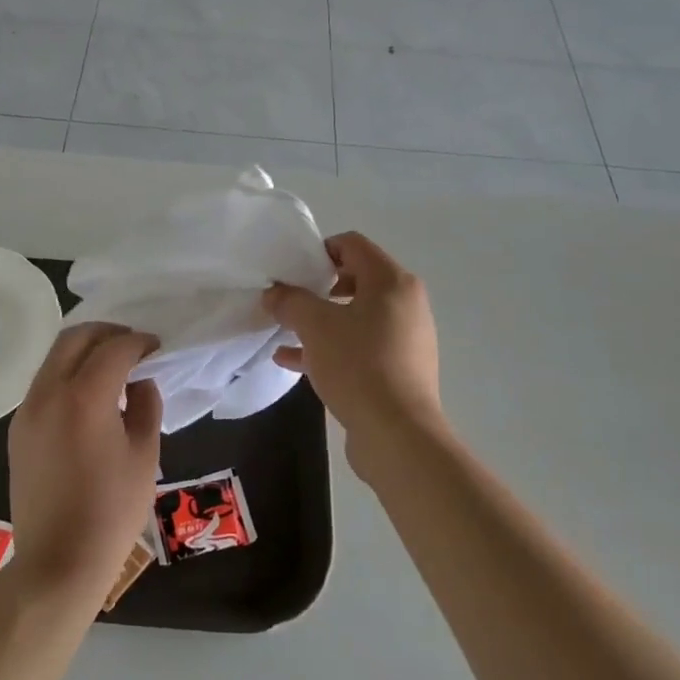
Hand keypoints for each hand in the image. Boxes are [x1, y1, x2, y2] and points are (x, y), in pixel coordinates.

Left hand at [7, 323, 161, 606]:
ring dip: (84, 351)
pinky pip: (44, 383)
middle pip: (74, 338)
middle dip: (107, 333)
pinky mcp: (18, 429)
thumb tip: (140, 382)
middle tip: (133, 346)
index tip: (156, 348)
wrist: (58, 562)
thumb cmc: (112, 511)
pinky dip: (68, 374)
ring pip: (54, 357)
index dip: (139, 342)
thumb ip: (146, 406)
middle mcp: (48, 392)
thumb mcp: (145, 455)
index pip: (114, 348)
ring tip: (112, 369)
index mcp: (84, 396)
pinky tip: (89, 397)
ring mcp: (27, 410)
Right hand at [263, 232, 444, 469]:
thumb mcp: (314, 326)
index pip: (352, 245)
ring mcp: (405, 338)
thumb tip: (274, 292)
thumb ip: (290, 301)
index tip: (291, 270)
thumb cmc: (358, 365)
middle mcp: (405, 303)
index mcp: (392, 281)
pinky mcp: (398, 369)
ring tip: (286, 329)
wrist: (397, 434)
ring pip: (355, 316)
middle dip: (317, 287)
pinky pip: (359, 346)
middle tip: (289, 298)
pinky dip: (330, 346)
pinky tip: (293, 360)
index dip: (319, 250)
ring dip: (320, 320)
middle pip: (355, 279)